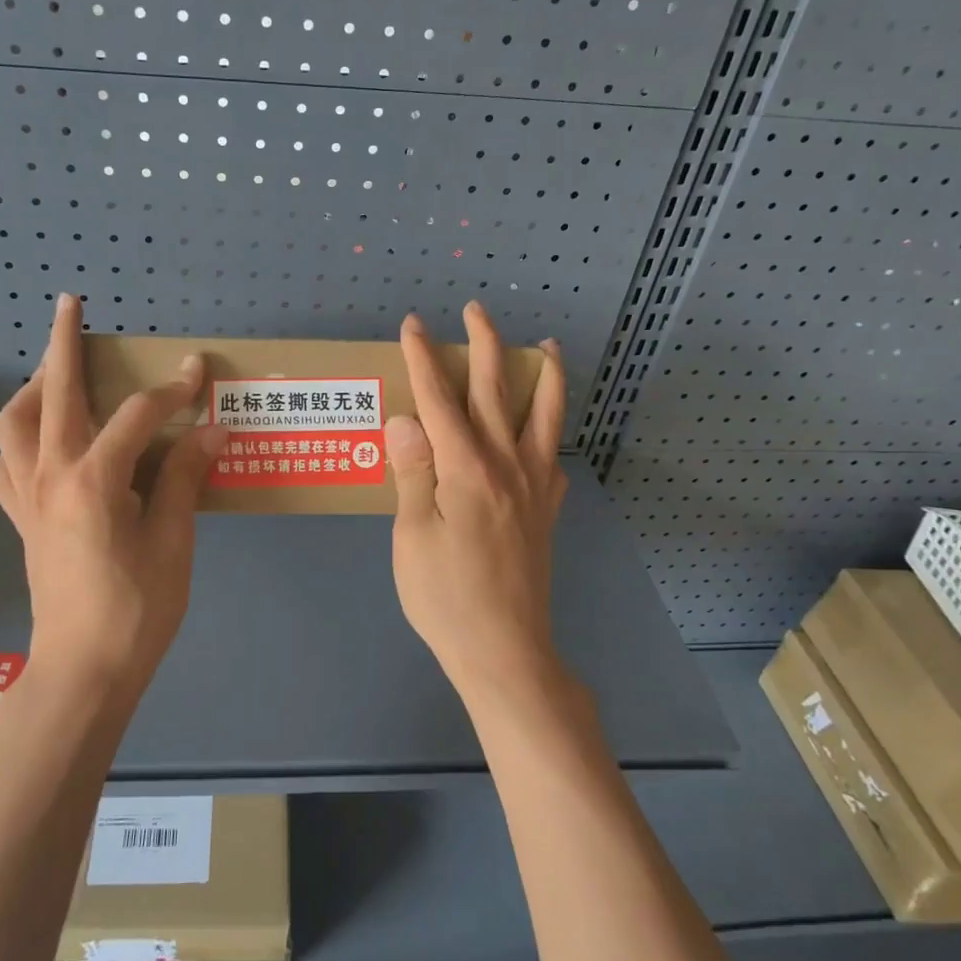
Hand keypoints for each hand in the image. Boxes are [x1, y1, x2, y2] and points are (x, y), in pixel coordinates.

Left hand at [0, 294, 227, 695]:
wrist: (82, 672)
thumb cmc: (136, 609)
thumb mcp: (173, 541)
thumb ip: (186, 477)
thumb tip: (212, 428)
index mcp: (93, 480)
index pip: (136, 415)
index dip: (171, 390)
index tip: (198, 372)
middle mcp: (49, 476)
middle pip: (52, 394)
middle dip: (62, 344)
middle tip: (70, 306)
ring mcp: (26, 497)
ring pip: (13, 424)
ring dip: (32, 388)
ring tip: (57, 374)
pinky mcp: (20, 519)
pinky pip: (7, 465)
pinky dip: (21, 440)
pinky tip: (45, 444)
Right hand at [386, 302, 568, 701]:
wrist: (504, 649)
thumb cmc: (445, 596)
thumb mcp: (412, 534)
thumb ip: (413, 471)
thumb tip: (406, 417)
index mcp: (465, 468)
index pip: (439, 398)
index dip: (423, 358)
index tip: (412, 325)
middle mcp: (506, 465)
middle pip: (496, 391)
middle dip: (484, 345)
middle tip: (476, 311)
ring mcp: (533, 487)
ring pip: (544, 415)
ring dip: (544, 375)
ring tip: (547, 347)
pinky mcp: (546, 512)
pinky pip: (553, 459)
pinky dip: (552, 434)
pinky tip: (544, 435)